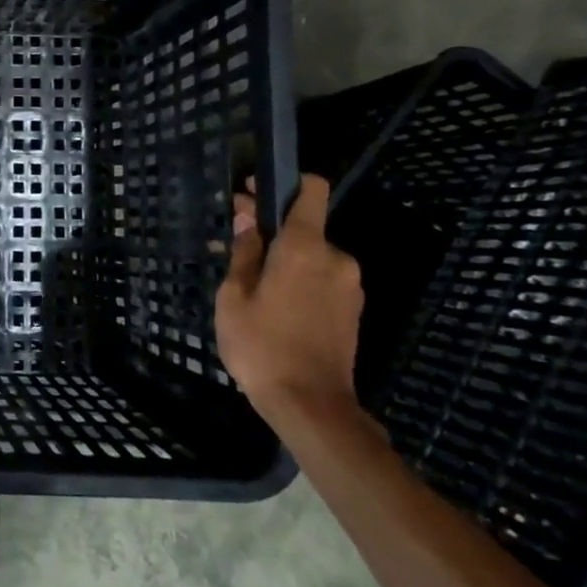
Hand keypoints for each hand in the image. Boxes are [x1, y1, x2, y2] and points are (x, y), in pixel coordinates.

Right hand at [214, 174, 363, 424]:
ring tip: (249, 286)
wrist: (310, 404)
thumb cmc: (261, 345)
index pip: (311, 190)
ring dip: (283, 261)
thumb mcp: (234, 297)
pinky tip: (272, 306)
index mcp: (305, 247)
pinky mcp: (352, 311)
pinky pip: (321, 280)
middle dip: (271, 232)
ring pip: (311, 257)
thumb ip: (243, 253)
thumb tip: (246, 222)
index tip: (253, 192)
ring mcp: (349, 286)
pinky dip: (297, 282)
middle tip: (234, 248)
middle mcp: (335, 258)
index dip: (284, 183)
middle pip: (304, 228)